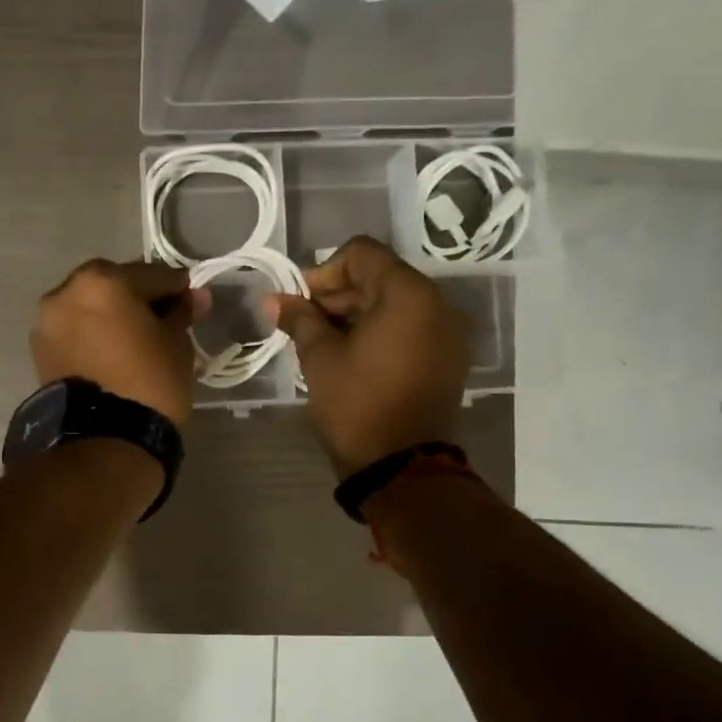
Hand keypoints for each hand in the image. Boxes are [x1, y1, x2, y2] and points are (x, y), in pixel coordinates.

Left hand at [32, 259, 209, 427]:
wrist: (104, 440)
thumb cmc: (149, 383)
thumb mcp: (176, 343)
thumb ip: (181, 312)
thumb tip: (195, 295)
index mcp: (101, 280)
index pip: (152, 275)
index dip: (177, 288)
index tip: (193, 301)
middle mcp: (65, 292)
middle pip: (113, 285)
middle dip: (138, 298)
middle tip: (163, 319)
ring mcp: (47, 322)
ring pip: (89, 308)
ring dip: (111, 316)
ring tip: (135, 339)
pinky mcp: (40, 351)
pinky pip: (75, 331)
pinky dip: (93, 335)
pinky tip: (112, 352)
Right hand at [268, 236, 470, 476]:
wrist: (401, 467)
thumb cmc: (356, 405)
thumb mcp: (320, 357)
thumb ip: (300, 319)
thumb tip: (273, 299)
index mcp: (408, 295)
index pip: (362, 254)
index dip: (324, 271)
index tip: (301, 301)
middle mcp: (437, 304)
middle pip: (380, 276)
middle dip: (338, 294)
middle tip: (305, 323)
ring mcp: (447, 332)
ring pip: (394, 303)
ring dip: (356, 312)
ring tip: (324, 341)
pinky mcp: (447, 358)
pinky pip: (409, 327)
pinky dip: (379, 330)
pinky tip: (352, 355)